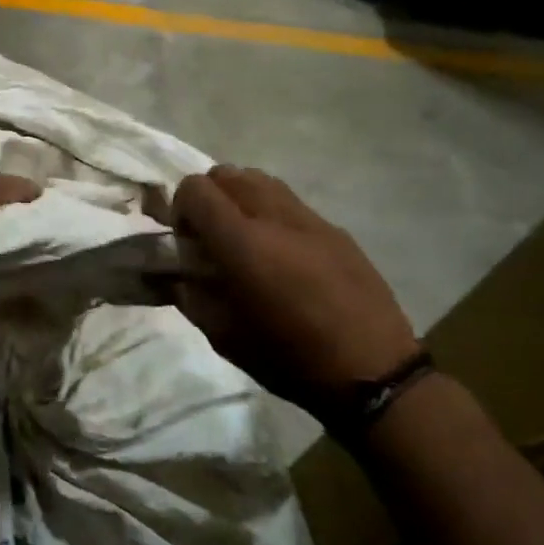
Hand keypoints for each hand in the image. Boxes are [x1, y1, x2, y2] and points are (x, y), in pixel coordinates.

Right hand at [170, 166, 419, 418]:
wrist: (372, 371)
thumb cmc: (288, 358)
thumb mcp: (223, 336)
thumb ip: (189, 294)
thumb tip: (171, 273)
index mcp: (241, 242)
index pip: (195, 188)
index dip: (180, 208)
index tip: (186, 241)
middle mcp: (273, 217)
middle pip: (226, 173)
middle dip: (209, 198)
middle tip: (212, 237)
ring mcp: (309, 218)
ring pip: (260, 179)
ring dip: (240, 198)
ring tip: (246, 239)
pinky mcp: (335, 229)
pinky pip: (290, 201)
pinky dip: (272, 213)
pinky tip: (282, 254)